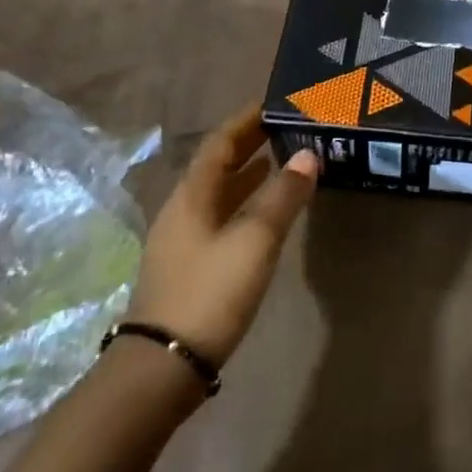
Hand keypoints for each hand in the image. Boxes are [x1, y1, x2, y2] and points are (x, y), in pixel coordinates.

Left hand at [126, 107, 320, 367]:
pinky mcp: (188, 268)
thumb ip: (283, 196)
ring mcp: (182, 241)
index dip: (245, 121)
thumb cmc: (211, 291)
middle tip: (284, 129)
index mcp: (192, 195)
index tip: (273, 104)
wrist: (162, 367)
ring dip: (247, 176)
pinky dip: (243, 205)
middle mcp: (182, 210)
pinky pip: (219, 219)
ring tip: (280, 163)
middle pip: (216, 166)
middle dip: (248, 145)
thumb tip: (308, 155)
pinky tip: (263, 216)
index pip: (219, 143)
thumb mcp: (255, 240)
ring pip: (218, 194)